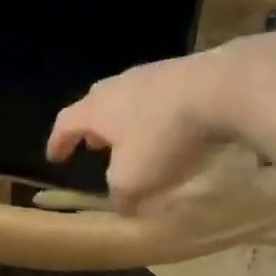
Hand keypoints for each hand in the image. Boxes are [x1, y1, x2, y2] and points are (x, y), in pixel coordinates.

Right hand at [47, 53, 229, 213]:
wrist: (220, 89)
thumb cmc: (163, 137)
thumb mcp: (134, 179)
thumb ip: (121, 195)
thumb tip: (123, 204)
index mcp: (95, 109)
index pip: (65, 124)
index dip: (58, 143)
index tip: (55, 158)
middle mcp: (116, 86)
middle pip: (95, 105)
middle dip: (94, 128)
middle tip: (96, 145)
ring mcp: (151, 74)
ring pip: (129, 98)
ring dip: (127, 119)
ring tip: (137, 138)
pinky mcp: (185, 71)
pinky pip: (161, 96)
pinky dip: (159, 113)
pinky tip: (174, 128)